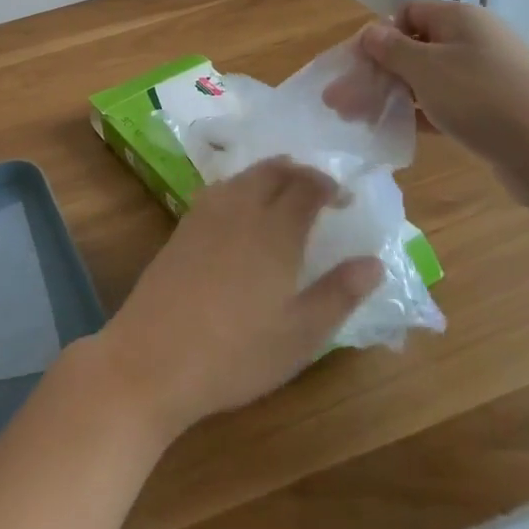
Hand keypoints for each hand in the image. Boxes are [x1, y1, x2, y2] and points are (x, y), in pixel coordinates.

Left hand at [91, 159, 383, 441]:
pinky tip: (241, 211)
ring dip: (267, 175)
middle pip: (271, 171)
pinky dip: (239, 187)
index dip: (328, 186)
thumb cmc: (237, 353)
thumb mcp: (301, 335)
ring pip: (241, 177)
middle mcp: (239, 210)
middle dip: (298, 172)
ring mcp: (204, 216)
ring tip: (284, 192)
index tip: (345, 198)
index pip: (306, 187)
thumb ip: (339, 294)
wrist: (153, 357)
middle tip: (318, 188)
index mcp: (274, 231)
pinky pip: (217, 191)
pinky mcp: (181, 228)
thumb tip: (374, 262)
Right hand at [325, 1, 528, 196]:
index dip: (377, 36)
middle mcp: (476, 41)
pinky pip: (449, 104)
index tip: (356, 67)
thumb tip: (371, 32)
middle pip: (414, 47)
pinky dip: (422, 113)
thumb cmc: (485, 100)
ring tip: (362, 120)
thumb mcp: (427, 69)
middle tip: (342, 103)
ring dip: (394, 95)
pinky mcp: (497, 111)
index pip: (406, 13)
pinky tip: (400, 132)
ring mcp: (489, 77)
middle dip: (376, 72)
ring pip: (428, 79)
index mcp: (460, 19)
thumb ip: (391, 49)